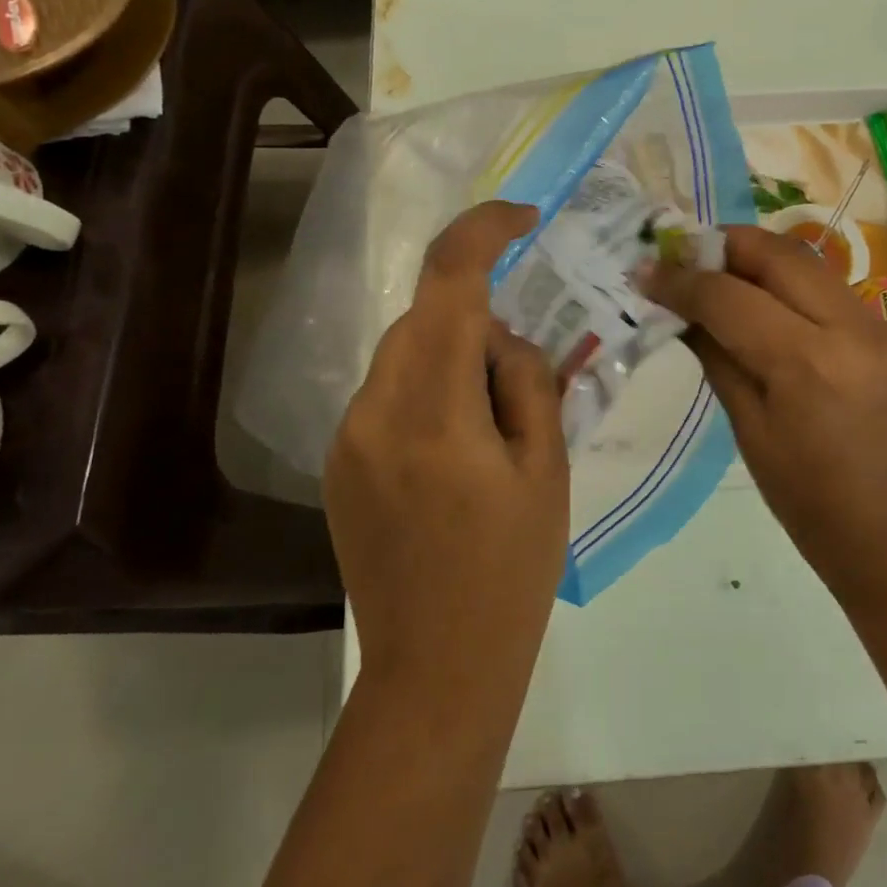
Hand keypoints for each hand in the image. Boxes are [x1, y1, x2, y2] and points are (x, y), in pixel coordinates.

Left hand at [324, 202, 569, 685]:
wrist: (437, 668)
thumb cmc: (510, 572)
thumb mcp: (545, 471)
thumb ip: (527, 383)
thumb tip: (502, 337)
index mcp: (432, 411)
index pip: (448, 285)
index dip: (483, 232)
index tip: (524, 218)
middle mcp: (373, 410)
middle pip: (425, 317)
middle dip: (478, 315)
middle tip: (528, 364)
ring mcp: (348, 437)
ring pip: (405, 353)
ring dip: (454, 355)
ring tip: (497, 416)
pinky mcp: (340, 462)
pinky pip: (389, 393)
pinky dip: (430, 388)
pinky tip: (460, 446)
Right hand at [645, 227, 886, 608]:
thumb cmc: (813, 507)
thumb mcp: (751, 432)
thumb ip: (718, 359)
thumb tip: (682, 314)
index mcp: (806, 362)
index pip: (729, 295)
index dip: (680, 279)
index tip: (645, 272)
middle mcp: (849, 326)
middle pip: (776, 252)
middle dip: (722, 246)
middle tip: (681, 259)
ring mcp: (878, 326)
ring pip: (806, 261)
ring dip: (754, 258)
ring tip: (713, 275)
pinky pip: (827, 288)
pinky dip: (786, 281)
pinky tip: (759, 302)